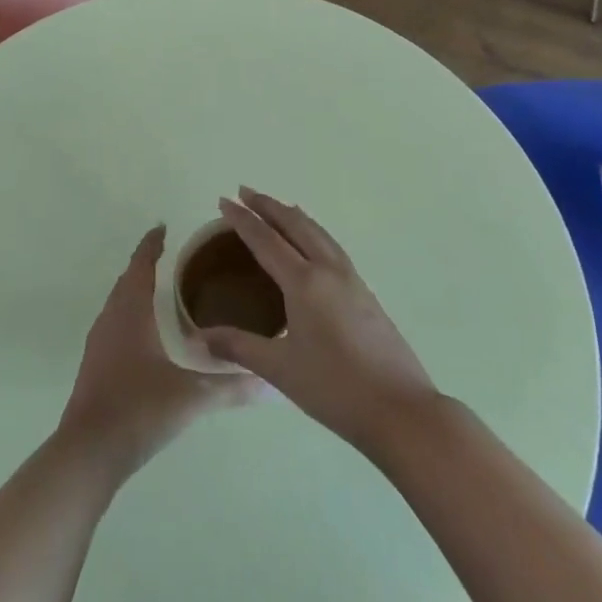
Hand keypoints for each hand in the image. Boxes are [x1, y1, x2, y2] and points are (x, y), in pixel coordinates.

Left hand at [58, 225, 259, 475]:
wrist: (88, 453)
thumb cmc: (138, 410)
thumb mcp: (191, 398)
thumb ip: (232, 387)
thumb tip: (271, 383)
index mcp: (131, 314)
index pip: (141, 266)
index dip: (151, 246)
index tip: (163, 227)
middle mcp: (111, 320)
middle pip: (127, 281)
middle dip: (146, 265)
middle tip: (172, 256)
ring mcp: (98, 344)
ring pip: (118, 304)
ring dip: (136, 290)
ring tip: (162, 289)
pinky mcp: (95, 366)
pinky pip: (114, 325)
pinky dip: (130, 315)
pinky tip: (147, 334)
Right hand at [202, 189, 438, 455]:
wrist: (401, 410)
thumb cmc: (335, 389)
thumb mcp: (280, 370)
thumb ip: (239, 347)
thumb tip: (200, 337)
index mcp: (304, 283)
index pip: (266, 240)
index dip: (243, 219)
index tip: (224, 200)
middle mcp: (329, 270)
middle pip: (295, 225)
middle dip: (269, 206)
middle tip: (245, 192)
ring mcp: (352, 279)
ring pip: (318, 233)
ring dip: (294, 215)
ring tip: (278, 207)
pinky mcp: (366, 293)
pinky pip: (333, 247)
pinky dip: (314, 232)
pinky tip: (313, 245)